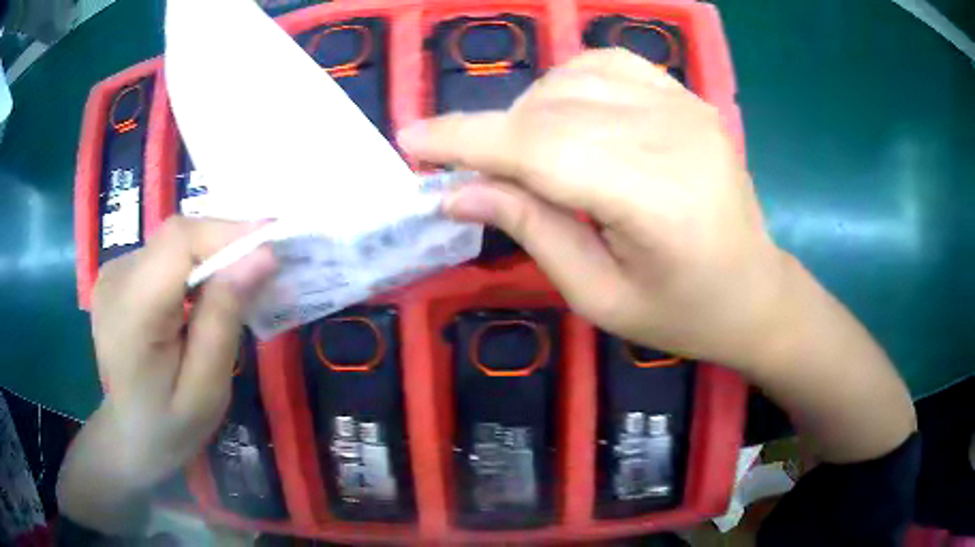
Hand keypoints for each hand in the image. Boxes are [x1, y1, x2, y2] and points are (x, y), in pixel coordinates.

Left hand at [59, 217, 273, 532]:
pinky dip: (192, 266)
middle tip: (264, 275)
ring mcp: (114, 272)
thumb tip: (262, 256)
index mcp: (131, 311)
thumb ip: (224, 320)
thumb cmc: (169, 427)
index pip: (179, 241)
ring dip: (211, 258)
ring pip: (174, 243)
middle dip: (226, 246)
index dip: (229, 232)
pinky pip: (165, 255)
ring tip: (235, 292)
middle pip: (179, 236)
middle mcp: (116, 277)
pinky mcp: (119, 273)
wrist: (127, 436)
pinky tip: (201, 298)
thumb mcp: (206, 390)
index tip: (275, 245)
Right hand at [401, 49, 914, 462]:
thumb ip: (531, 232)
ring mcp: (687, 107)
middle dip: (492, 134)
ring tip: (528, 155)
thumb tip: (457, 192)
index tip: (411, 141)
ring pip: (573, 78)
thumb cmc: (683, 314)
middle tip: (473, 173)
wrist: (755, 291)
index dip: (466, 140)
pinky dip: (569, 81)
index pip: (540, 149)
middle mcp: (674, 136)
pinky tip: (567, 116)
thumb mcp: (599, 297)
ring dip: (530, 110)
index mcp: (657, 200)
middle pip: (551, 110)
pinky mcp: (690, 98)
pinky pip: (609, 64)